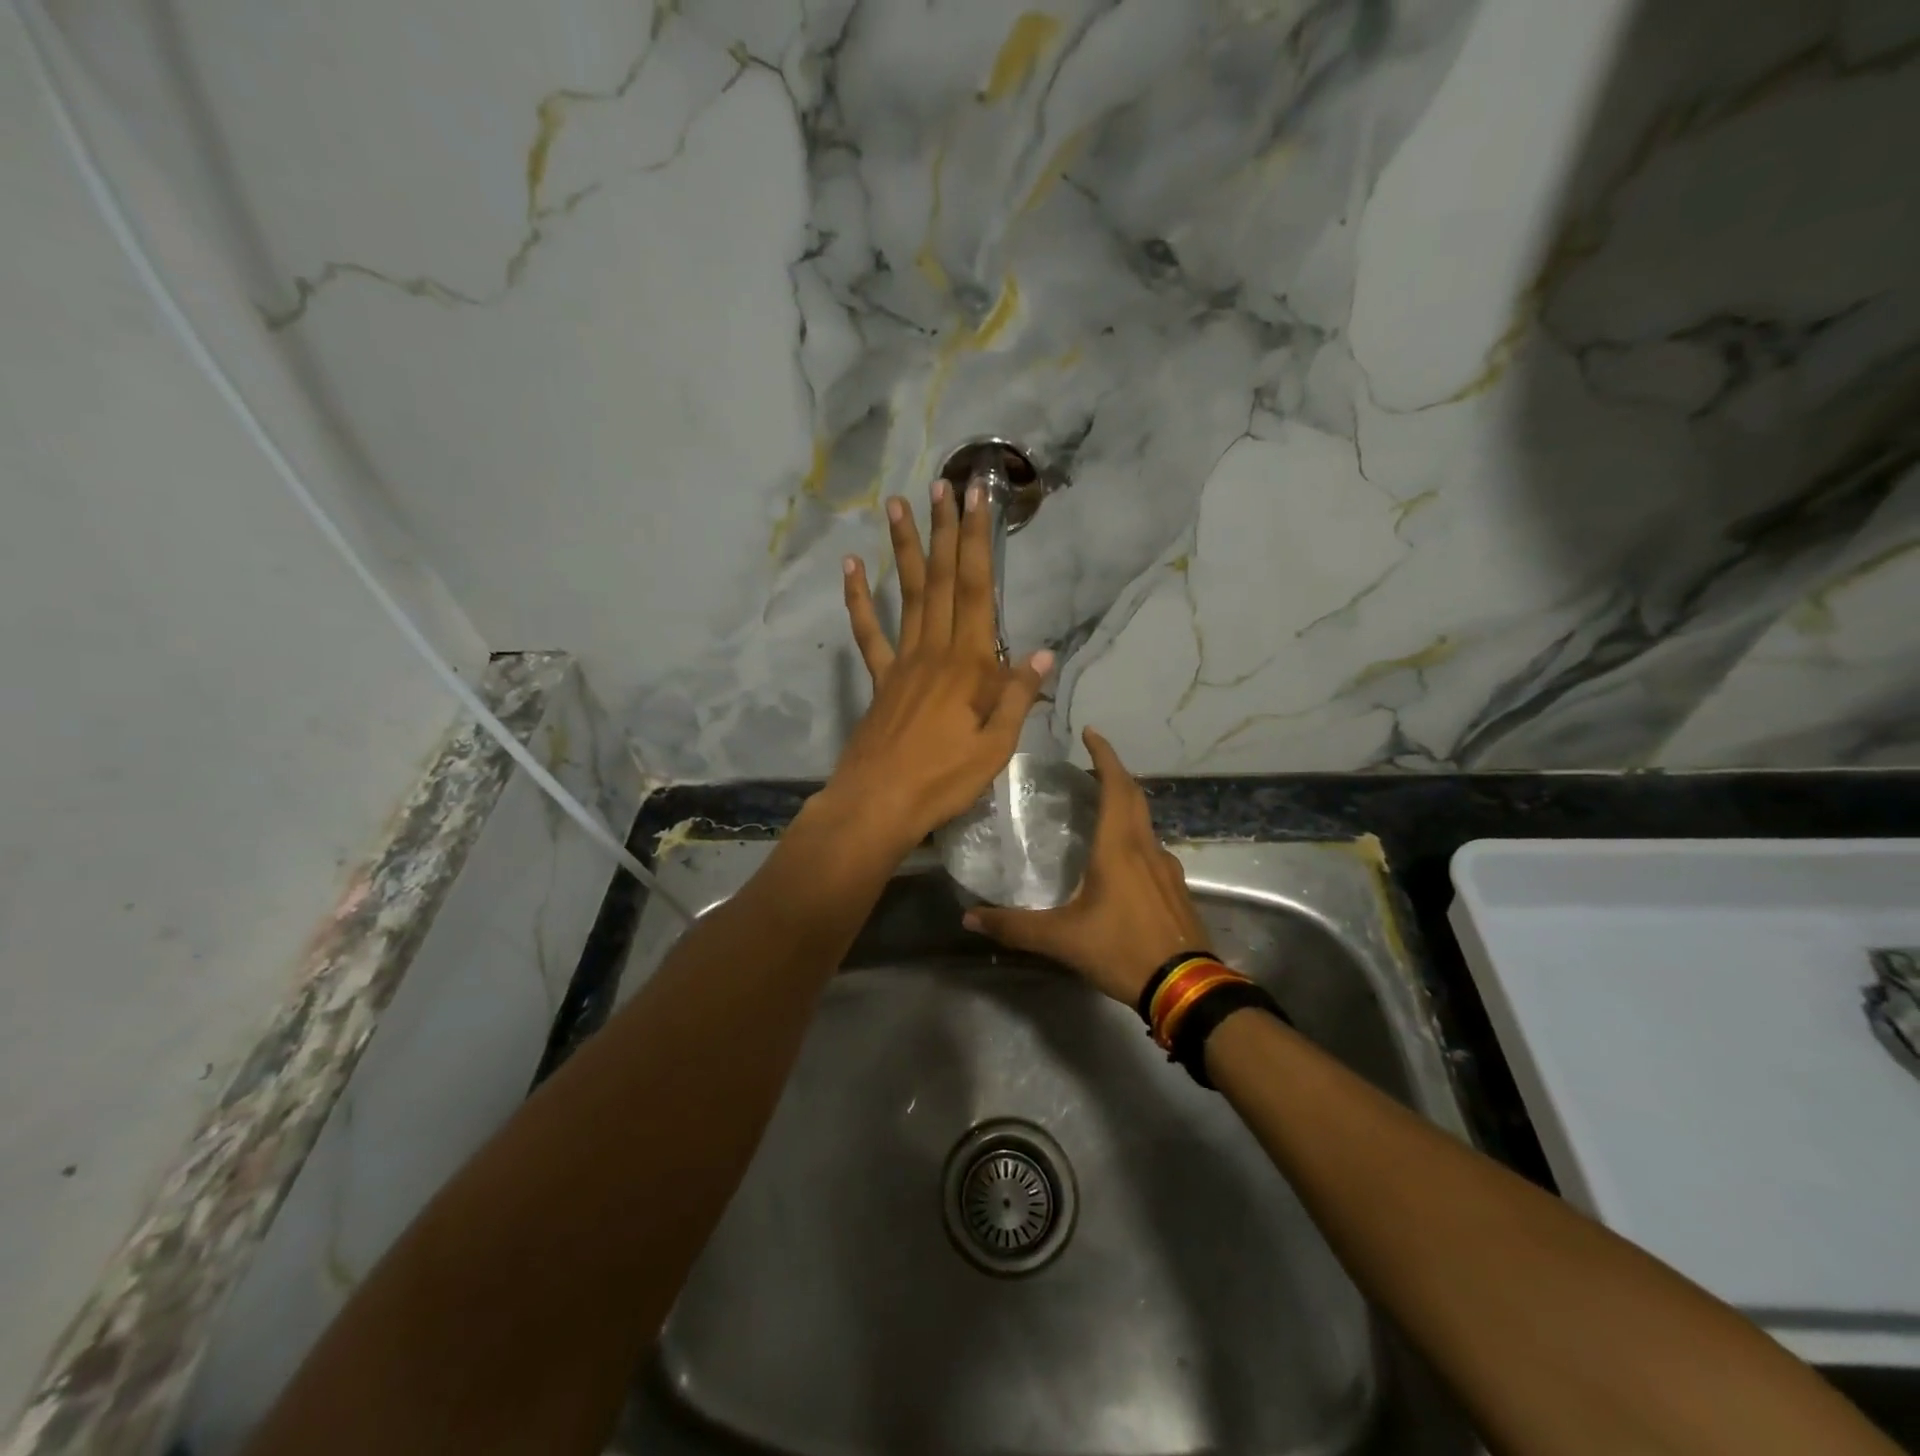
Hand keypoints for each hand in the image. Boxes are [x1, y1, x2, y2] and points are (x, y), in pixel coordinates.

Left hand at [817, 478, 1053, 857]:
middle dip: (944, 531)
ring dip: (903, 549)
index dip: (977, 542)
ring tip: (897, 505)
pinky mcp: (880, 680)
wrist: (880, 803)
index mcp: (968, 665)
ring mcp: (902, 662)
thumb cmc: (944, 779)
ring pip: (905, 595)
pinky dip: (858, 599)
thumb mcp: (996, 747)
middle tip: (943, 485)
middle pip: (940, 581)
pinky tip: (850, 567)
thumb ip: (1017, 696)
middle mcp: (934, 651)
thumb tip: (1045, 654)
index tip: (977, 499)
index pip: (976, 590)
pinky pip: (868, 633)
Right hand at [963, 728, 1209, 1004]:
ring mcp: (1167, 868)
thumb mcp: (1062, 939)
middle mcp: (1146, 848)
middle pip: (1134, 796)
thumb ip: (1014, 927)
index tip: (1091, 732)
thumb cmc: (1122, 950)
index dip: (1104, 755)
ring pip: (1145, 823)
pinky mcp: (1176, 889)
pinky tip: (1120, 859)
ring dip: (1125, 805)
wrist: (1186, 987)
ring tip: (1099, 808)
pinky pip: (1152, 848)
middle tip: (1088, 766)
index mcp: (1119, 848)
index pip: (1116, 786)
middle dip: (1113, 773)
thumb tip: (969, 917)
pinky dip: (1134, 836)